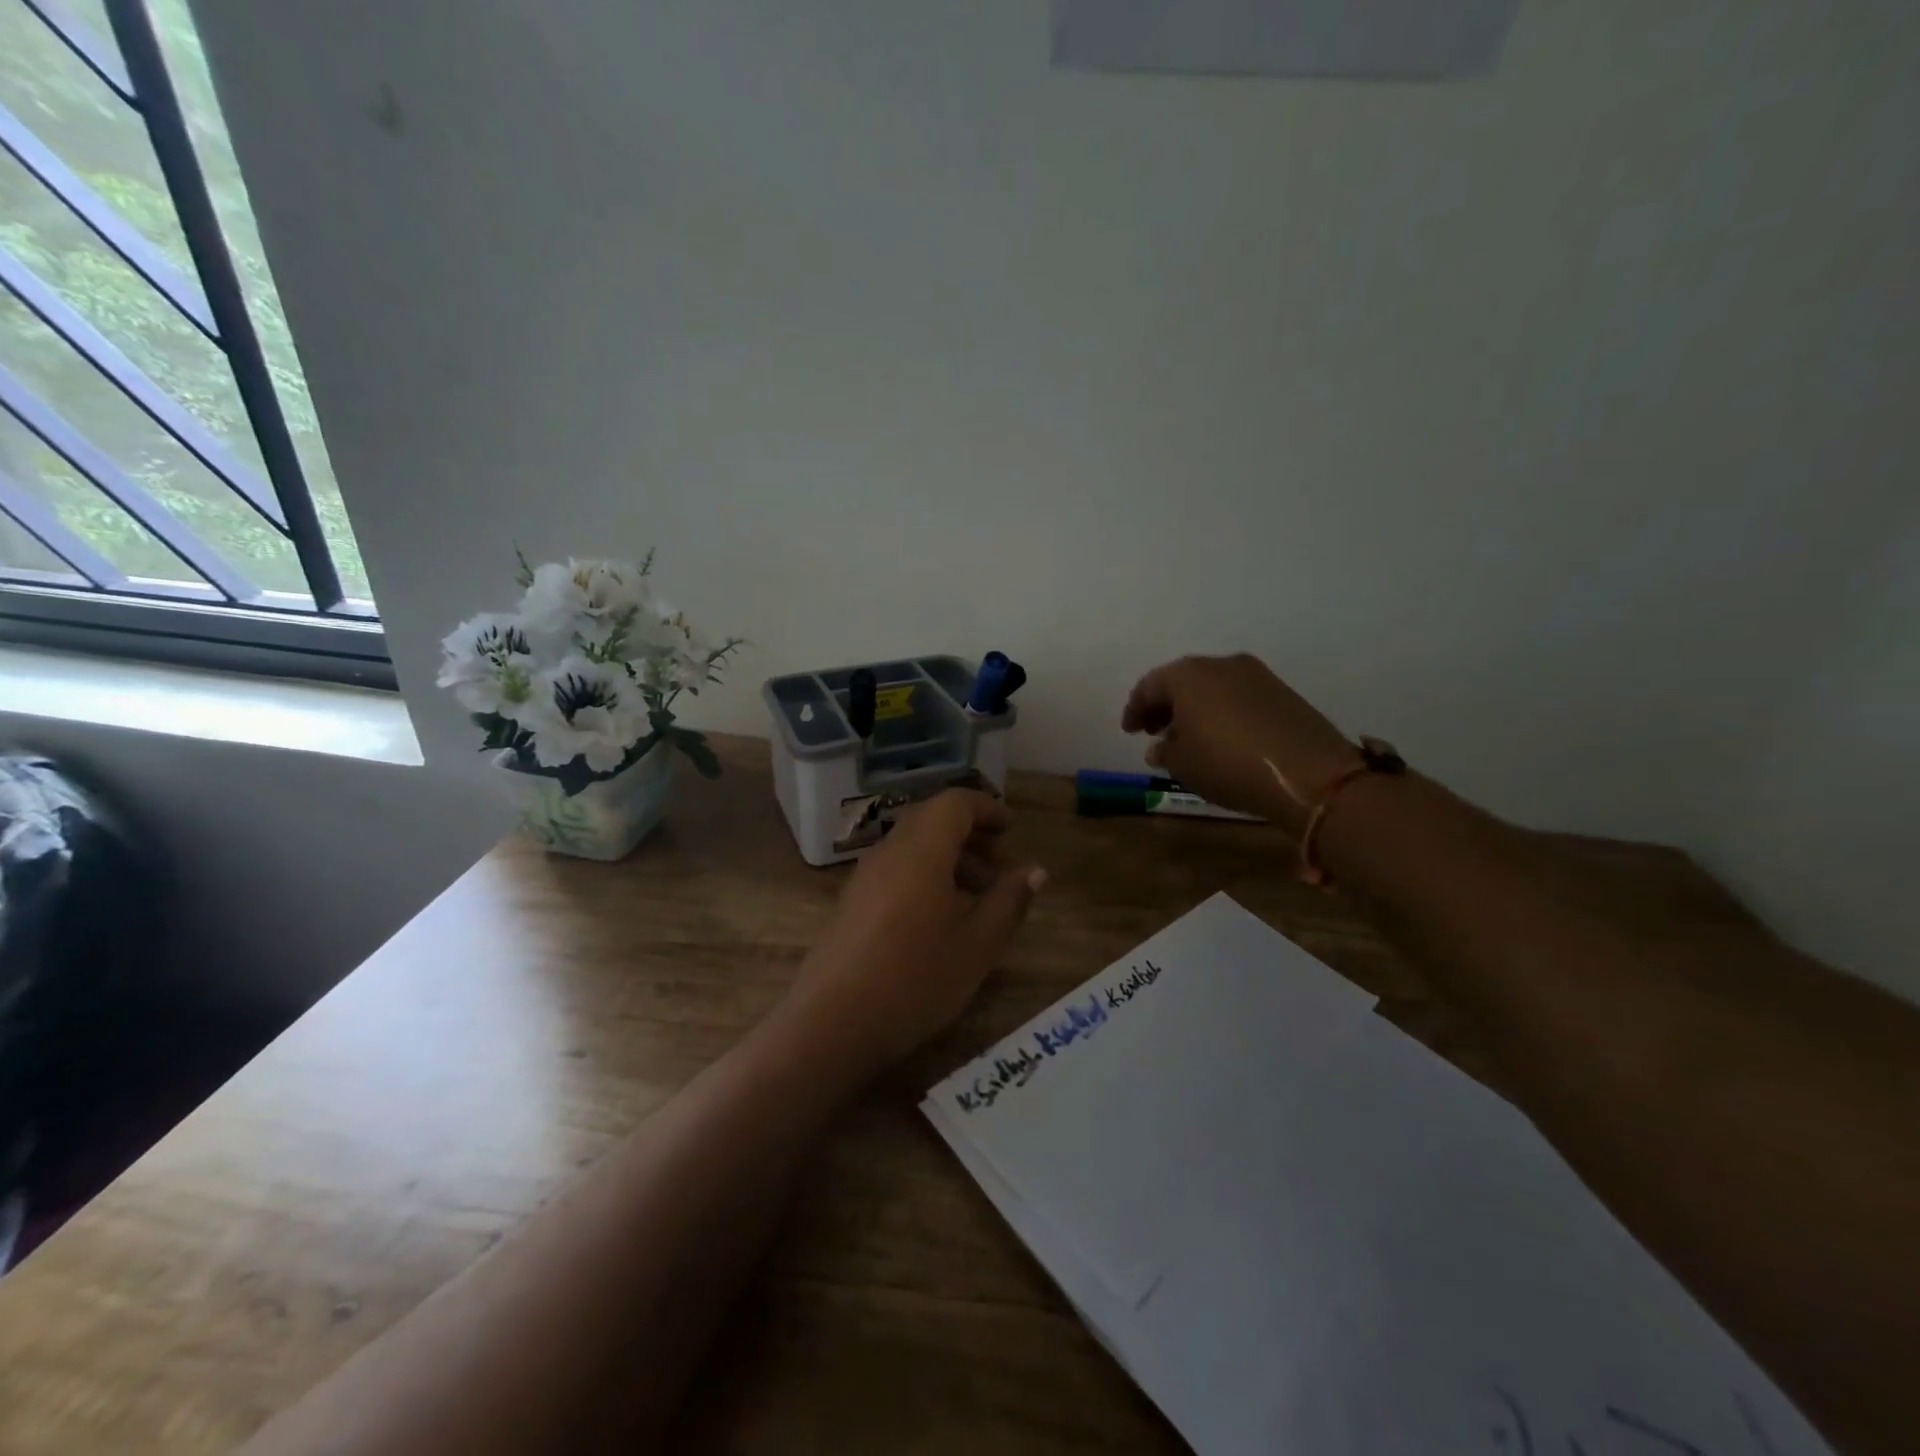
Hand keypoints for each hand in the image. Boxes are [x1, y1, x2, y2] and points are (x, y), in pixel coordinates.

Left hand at [781, 790, 1045, 1076]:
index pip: (954, 803)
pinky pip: (895, 871)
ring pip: (912, 848)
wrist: (831, 1024)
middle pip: (931, 821)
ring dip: (948, 859)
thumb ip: (1009, 901)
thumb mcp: (977, 945)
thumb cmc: (916, 979)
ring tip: (977, 898)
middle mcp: (889, 852)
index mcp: (921, 850)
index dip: (986, 809)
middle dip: (970, 835)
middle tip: (1000, 867)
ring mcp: (864, 878)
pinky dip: (924, 877)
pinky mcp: (851, 904)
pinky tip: (939, 920)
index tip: (1012, 830)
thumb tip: (1035, 870)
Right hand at [1121, 653, 1359, 830]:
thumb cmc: (1228, 765)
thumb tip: (1160, 745)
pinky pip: (1237, 696)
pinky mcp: (1281, 691)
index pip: (1149, 686)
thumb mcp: (1182, 765)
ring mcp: (1255, 675)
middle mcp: (1220, 664)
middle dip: (1165, 705)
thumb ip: (1164, 750)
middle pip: (1182, 681)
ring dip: (1195, 708)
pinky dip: (1221, 711)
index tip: (1129, 731)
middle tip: (1154, 731)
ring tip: (1188, 737)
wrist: (1308, 773)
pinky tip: (1221, 737)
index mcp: (1187, 675)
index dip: (1135, 709)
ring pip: (1212, 687)